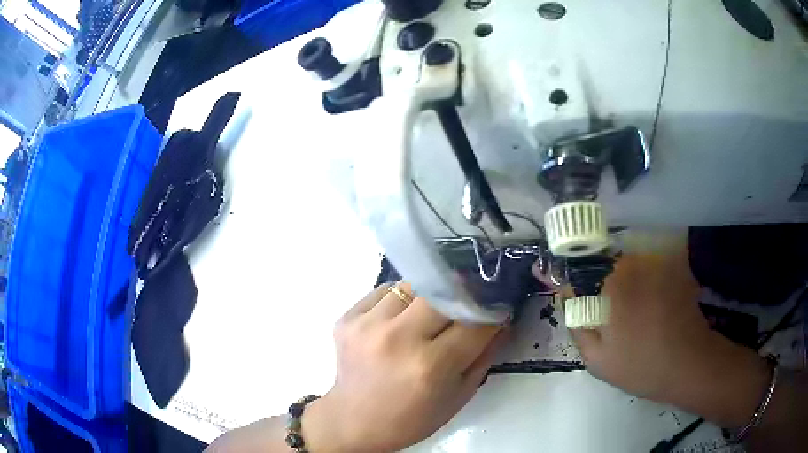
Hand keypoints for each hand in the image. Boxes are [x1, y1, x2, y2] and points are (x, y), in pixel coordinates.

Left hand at [303, 283, 503, 452]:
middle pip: (444, 293)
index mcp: (430, 366)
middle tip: (466, 304)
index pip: (475, 322)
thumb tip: (502, 319)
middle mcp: (398, 339)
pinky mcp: (347, 318)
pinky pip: (384, 291)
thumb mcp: (459, 396)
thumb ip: (485, 355)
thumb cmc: (411, 419)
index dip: (492, 313)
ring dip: (428, 297)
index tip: (498, 308)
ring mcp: (367, 325)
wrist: (354, 421)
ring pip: (412, 285)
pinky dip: (399, 300)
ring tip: (427, 315)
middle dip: (462, 297)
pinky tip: (399, 319)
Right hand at [539, 242, 770, 428]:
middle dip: (598, 280)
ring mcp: (658, 264)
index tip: (566, 289)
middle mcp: (636, 264)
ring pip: (628, 265)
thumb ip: (577, 324)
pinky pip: (648, 269)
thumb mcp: (597, 358)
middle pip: (605, 261)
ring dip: (622, 281)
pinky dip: (642, 282)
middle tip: (603, 311)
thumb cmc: (641, 366)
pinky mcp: (674, 269)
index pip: (581, 265)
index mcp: (613, 283)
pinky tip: (648, 309)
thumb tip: (564, 296)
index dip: (571, 275)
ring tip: (628, 313)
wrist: (689, 365)